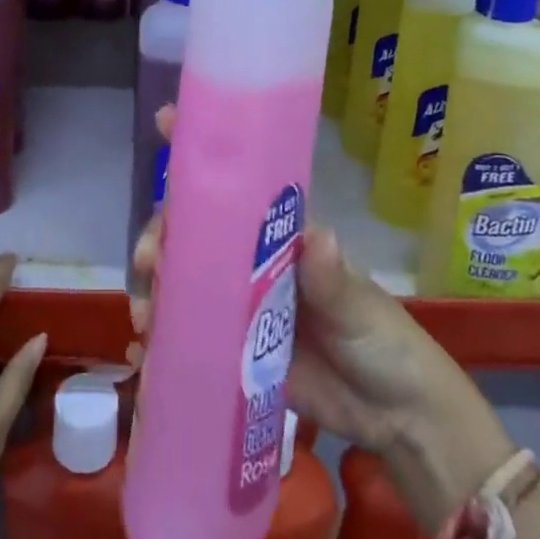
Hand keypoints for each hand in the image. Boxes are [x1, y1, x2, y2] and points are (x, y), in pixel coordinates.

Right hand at [129, 108, 511, 526]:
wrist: (394, 417)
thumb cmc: (381, 339)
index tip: (166, 121)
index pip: (236, 183)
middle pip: (194, 231)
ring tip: (147, 309)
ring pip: (183, 277)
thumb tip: (318, 237)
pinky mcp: (232, 350)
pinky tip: (144, 343)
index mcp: (279, 235)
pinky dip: (161, 333)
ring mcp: (238, 305)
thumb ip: (332, 278)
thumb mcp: (358, 306)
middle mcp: (251, 261)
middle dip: (163, 231)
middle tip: (151, 256)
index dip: (200, 151)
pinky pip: (188, 331)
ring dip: (156, 282)